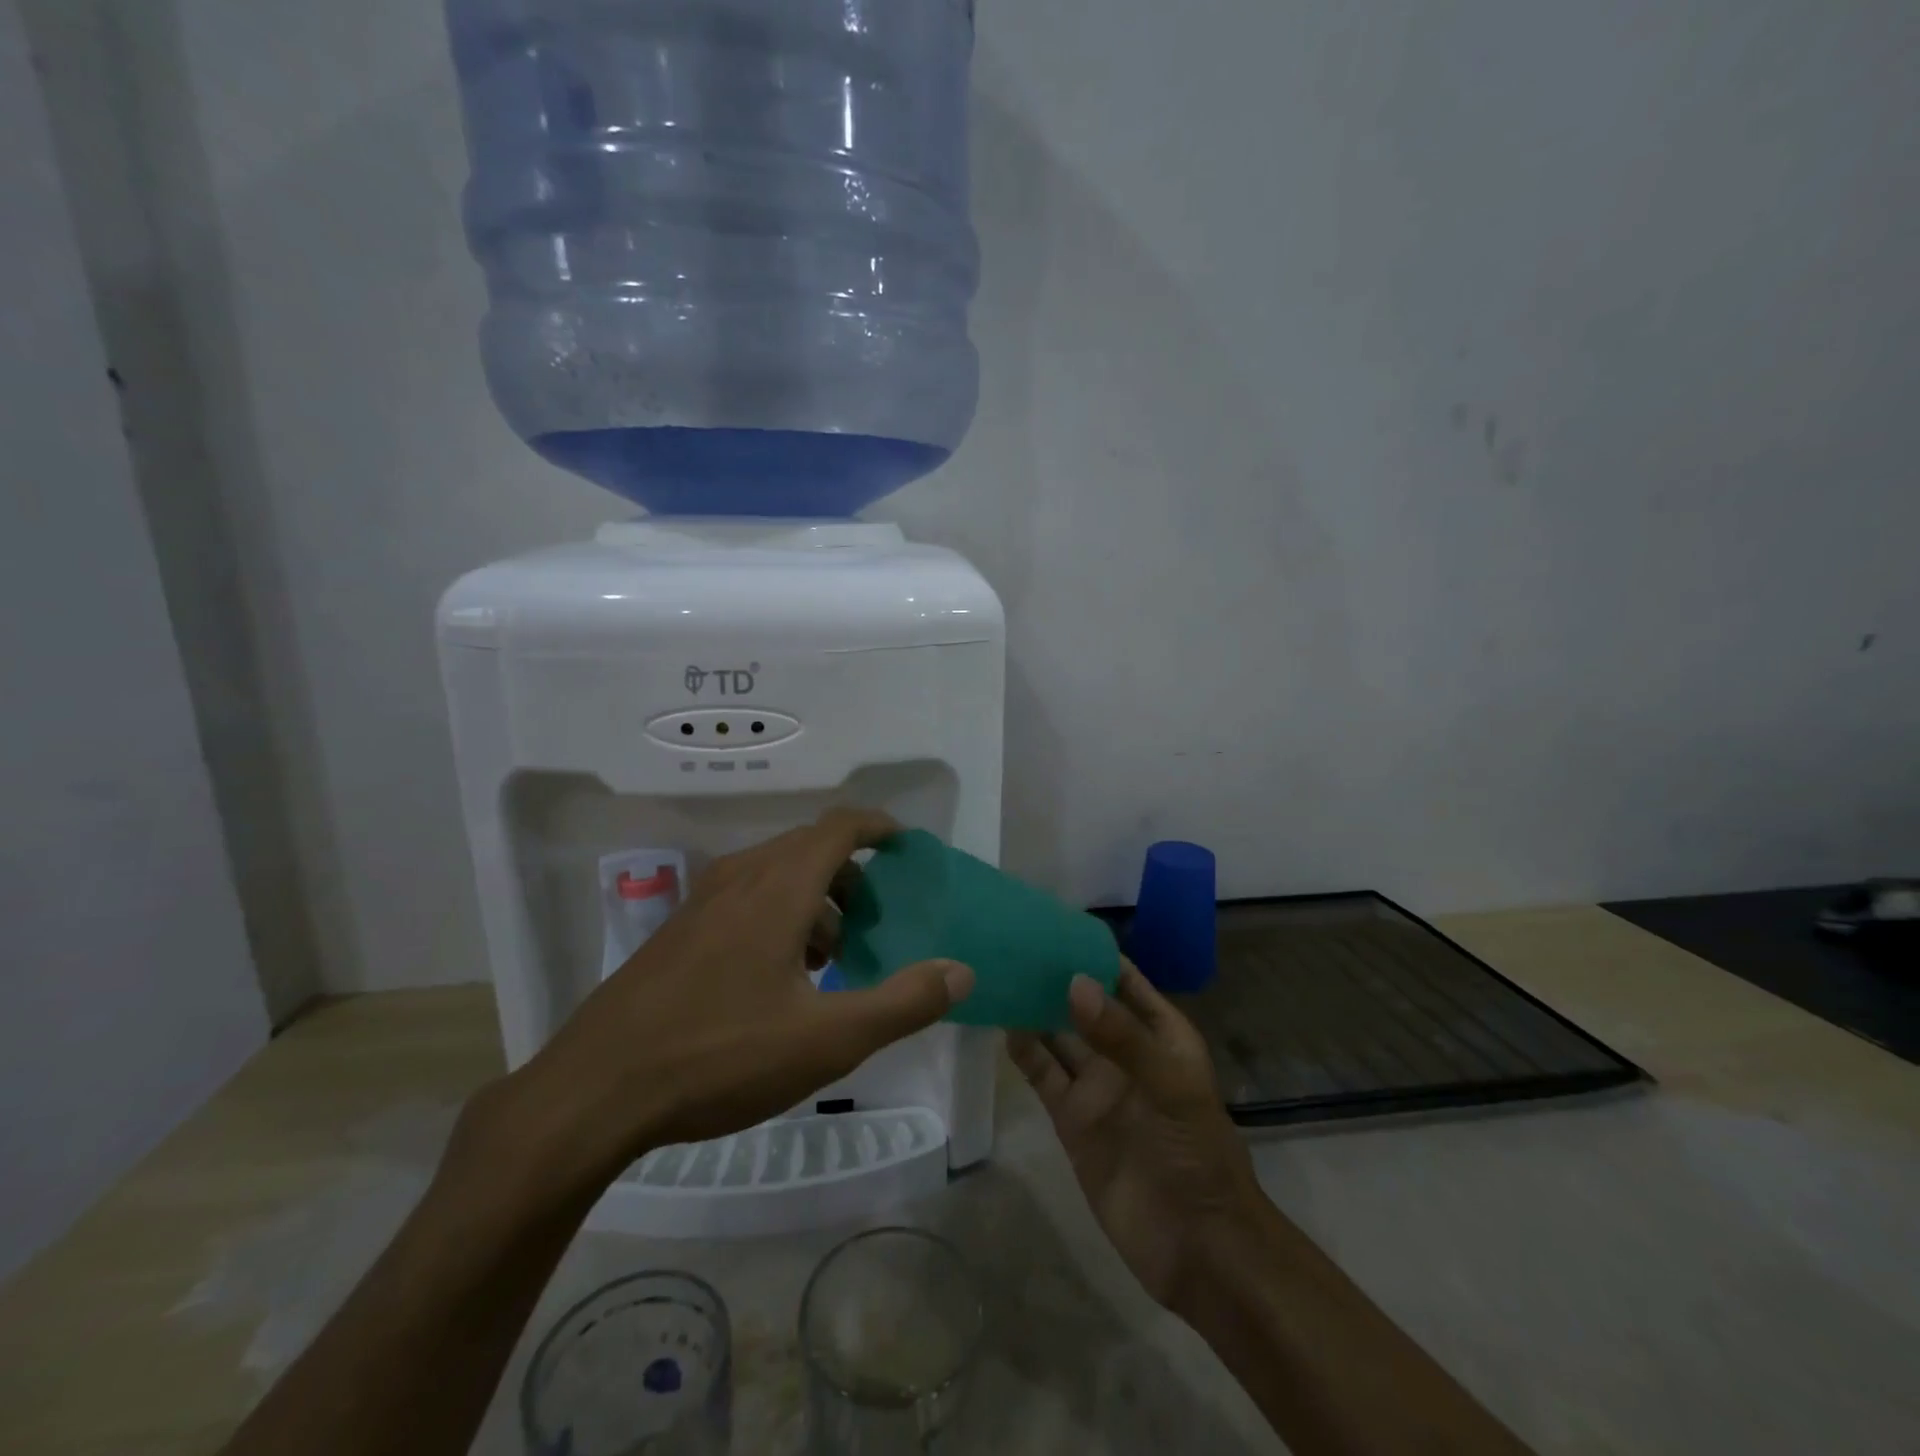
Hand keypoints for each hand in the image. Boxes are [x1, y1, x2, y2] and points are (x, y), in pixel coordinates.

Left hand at [492, 809, 975, 1196]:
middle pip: (808, 846)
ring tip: (830, 954)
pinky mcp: (677, 932)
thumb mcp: (827, 1040)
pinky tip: (777, 976)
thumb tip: (960, 971)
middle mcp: (740, 879)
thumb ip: (902, 1003)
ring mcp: (701, 903)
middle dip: (850, 871)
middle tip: (874, 916)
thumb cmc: (720, 1056)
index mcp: (778, 888)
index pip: (838, 827)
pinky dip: (778, 912)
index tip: (905, 845)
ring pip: (774, 872)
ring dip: (813, 895)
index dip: (877, 826)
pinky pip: (743, 897)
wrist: (594, 1091)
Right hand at [1009, 965, 1264, 1311]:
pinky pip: (1043, 1074)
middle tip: (1011, 943)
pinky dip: (1023, 1050)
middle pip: (1084, 1003)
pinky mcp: (1070, 1118)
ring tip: (998, 973)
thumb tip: (1073, 982)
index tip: (1052, 923)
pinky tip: (1001, 1024)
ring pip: (1057, 1034)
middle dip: (1054, 976)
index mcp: (1160, 1033)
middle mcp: (1124, 1051)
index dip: (1093, 952)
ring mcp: (1096, 1085)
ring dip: (1033, 1008)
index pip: (1123, 979)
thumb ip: (1122, 1036)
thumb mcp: (1170, 1086)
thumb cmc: (1197, 1153)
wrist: (1197, 1246)